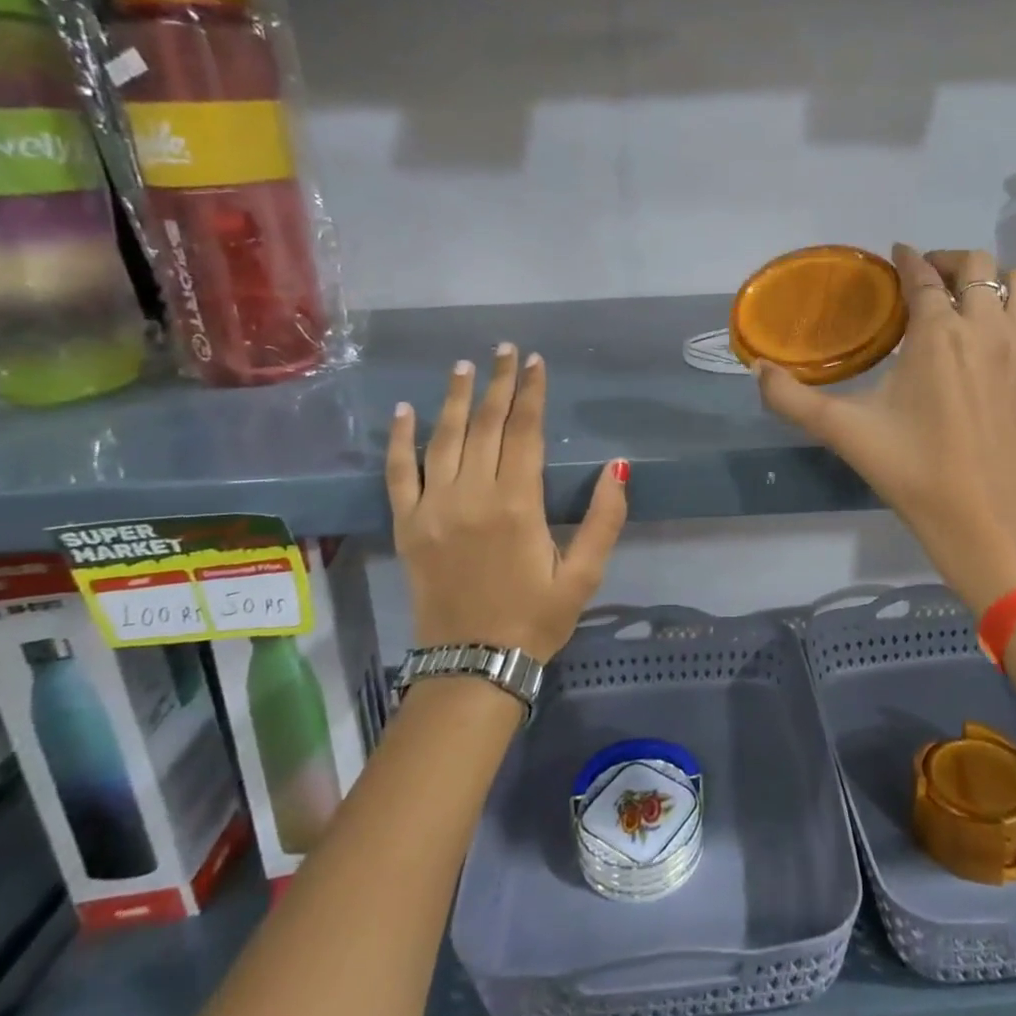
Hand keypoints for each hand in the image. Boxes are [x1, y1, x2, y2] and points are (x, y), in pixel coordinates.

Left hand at [386, 344, 628, 661]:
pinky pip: (399, 473)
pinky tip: (406, 411)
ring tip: (465, 366)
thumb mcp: (584, 574)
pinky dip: (399, 440)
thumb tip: (617, 467)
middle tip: (506, 350)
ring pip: (444, 438)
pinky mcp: (408, 525)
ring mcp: (434, 508)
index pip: (524, 431)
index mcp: (517, 503)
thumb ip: (604, 519)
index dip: (531, 392)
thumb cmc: (536, 618)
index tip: (536, 362)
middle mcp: (472, 495)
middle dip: (499, 383)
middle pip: (487, 425)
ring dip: (456, 399)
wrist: (473, 665)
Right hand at [756, 244, 1015, 612]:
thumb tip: (757, 369)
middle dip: (949, 261)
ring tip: (967, 297)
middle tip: (926, 279)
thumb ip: (792, 398)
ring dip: (992, 278)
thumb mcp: (843, 432)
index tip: (896, 256)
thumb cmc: (912, 470)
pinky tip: (999, 329)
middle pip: (977, 264)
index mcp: (937, 334)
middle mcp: (984, 327)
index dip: (907, 259)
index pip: (923, 276)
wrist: (982, 520)